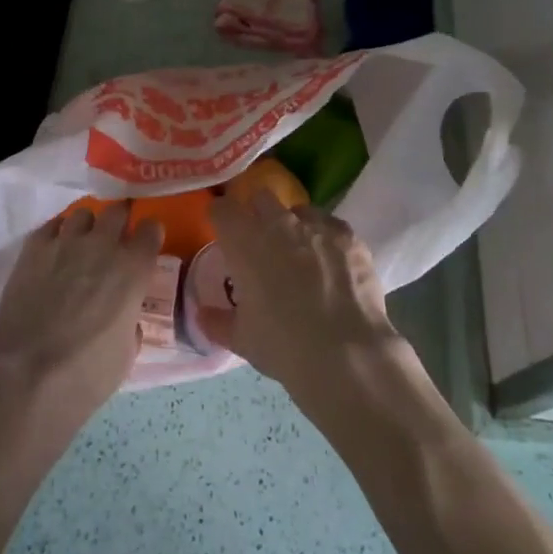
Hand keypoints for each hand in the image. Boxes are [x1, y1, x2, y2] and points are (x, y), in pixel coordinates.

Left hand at [0, 202, 163, 430]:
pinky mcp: (33, 249)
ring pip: (82, 214)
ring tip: (81, 243)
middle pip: (117, 211)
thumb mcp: (127, 353)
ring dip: (87, 226)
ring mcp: (65, 243)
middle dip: (120, 220)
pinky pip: (50, 225)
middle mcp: (103, 246)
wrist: (29, 376)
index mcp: (133, 270)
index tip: (146, 243)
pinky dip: (57, 233)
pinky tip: (54, 250)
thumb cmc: (87, 374)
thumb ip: (131, 322)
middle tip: (115, 237)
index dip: (150, 234)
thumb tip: (125, 316)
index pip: (151, 229)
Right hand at [202, 191, 413, 417]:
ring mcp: (317, 226)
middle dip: (258, 214)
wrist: (345, 355)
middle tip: (261, 243)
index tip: (223, 232)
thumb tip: (204, 314)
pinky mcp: (348, 237)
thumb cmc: (283, 345)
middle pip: (261, 198)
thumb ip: (218, 321)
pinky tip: (332, 264)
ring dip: (295, 225)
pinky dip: (327, 239)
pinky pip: (332, 226)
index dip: (221, 218)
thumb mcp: (241, 339)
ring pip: (300, 210)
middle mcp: (279, 223)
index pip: (222, 209)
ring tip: (302, 255)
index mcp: (244, 241)